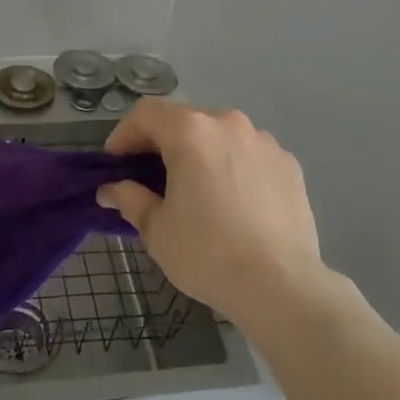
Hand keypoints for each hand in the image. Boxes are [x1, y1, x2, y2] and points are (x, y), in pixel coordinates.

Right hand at [98, 100, 326, 327]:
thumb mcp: (156, 229)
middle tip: (150, 178)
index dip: (124, 134)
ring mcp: (264, 141)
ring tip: (196, 190)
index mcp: (191, 132)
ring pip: (220, 135)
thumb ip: (129, 198)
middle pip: (185, 120)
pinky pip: (250, 154)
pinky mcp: (288, 164)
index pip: (146, 113)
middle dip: (162, 143)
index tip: (116, 165)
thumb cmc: (208, 253)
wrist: (281, 286)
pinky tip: (234, 202)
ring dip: (201, 153)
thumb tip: (111, 190)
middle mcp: (228, 123)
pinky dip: (234, 167)